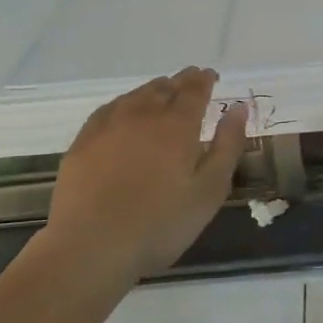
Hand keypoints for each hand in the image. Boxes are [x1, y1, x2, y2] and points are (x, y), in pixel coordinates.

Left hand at [45, 68, 247, 284]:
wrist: (90, 246)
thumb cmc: (159, 224)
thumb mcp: (209, 190)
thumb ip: (227, 145)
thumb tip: (238, 108)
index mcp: (177, 124)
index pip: (194, 89)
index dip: (204, 80)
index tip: (211, 76)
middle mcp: (143, 114)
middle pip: (165, 87)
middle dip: (181, 82)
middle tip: (190, 83)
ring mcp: (109, 125)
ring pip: (136, 95)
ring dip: (154, 90)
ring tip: (162, 93)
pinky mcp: (83, 141)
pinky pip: (110, 109)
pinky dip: (125, 103)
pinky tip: (124, 113)